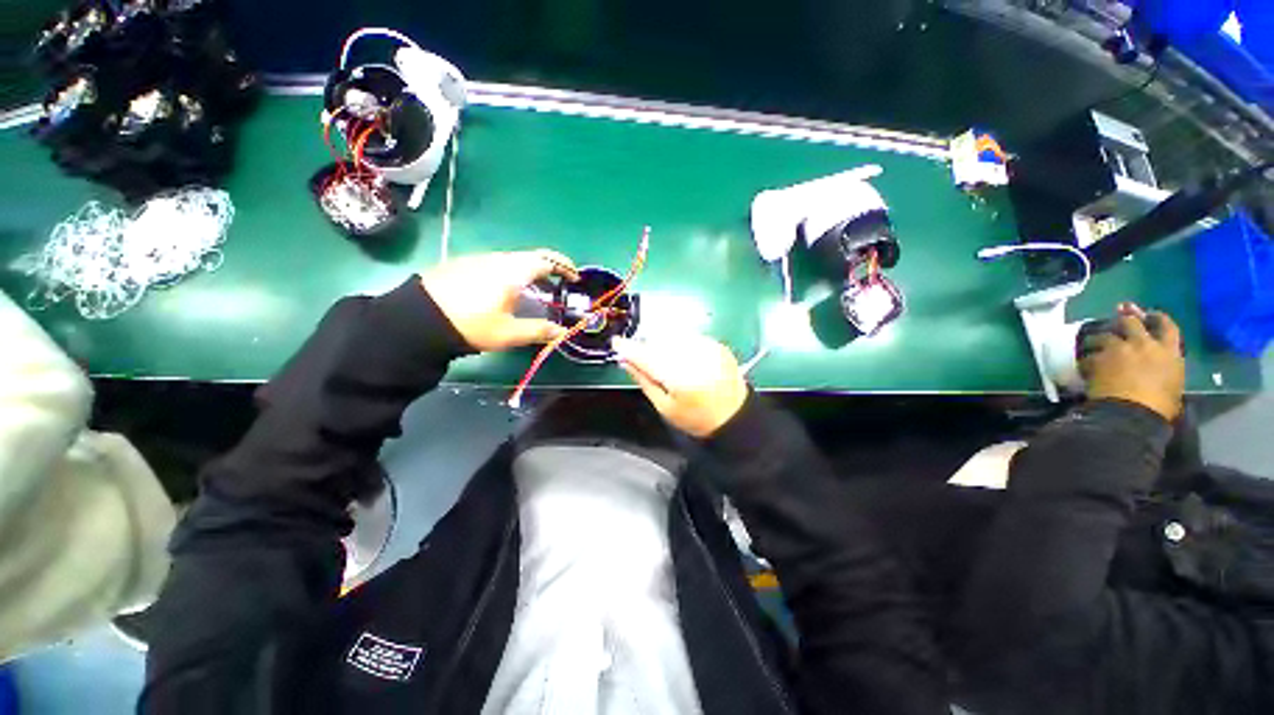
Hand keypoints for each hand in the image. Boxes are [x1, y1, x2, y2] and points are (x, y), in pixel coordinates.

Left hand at [420, 250, 579, 351]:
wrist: (419, 319)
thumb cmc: (472, 324)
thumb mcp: (510, 333)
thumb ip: (540, 330)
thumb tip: (563, 332)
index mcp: (514, 271)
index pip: (548, 260)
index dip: (565, 267)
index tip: (574, 278)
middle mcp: (499, 258)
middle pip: (531, 256)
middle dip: (550, 268)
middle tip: (559, 283)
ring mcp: (479, 259)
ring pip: (513, 259)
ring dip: (529, 270)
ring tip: (534, 290)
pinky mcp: (463, 264)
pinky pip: (496, 263)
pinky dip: (511, 272)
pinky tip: (504, 289)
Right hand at [612, 335, 748, 437]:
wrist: (734, 416)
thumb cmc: (695, 418)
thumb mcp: (664, 406)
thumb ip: (644, 380)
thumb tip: (625, 361)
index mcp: (679, 377)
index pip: (647, 356)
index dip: (629, 348)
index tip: (616, 343)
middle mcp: (694, 357)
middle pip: (659, 341)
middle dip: (646, 346)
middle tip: (640, 357)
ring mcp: (708, 348)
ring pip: (673, 335)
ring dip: (662, 343)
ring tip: (664, 360)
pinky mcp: (716, 344)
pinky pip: (689, 336)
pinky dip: (679, 343)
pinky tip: (680, 356)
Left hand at [1081, 302, 1185, 420]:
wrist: (1131, 413)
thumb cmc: (1160, 407)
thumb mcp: (1174, 387)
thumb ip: (1166, 373)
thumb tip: (1161, 376)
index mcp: (1169, 352)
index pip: (1168, 326)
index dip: (1158, 318)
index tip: (1150, 314)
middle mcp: (1143, 344)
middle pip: (1131, 322)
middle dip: (1124, 317)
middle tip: (1119, 312)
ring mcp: (1118, 349)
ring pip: (1103, 334)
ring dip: (1099, 337)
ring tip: (1094, 342)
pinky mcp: (1096, 359)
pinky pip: (1087, 355)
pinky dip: (1085, 358)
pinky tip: (1084, 363)